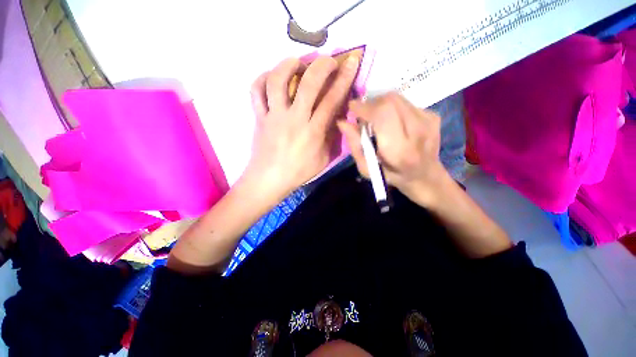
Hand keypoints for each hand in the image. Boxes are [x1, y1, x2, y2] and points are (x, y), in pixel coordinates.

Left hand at [244, 56, 359, 198]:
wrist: (269, 179)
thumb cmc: (299, 172)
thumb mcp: (323, 159)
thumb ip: (331, 137)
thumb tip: (337, 117)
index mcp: (313, 132)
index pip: (332, 100)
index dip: (344, 79)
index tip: (351, 62)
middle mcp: (294, 119)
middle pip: (308, 84)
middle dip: (322, 65)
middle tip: (328, 60)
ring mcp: (274, 116)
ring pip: (278, 81)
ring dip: (288, 65)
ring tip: (297, 61)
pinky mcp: (259, 117)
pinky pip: (256, 92)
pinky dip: (262, 79)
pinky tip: (271, 76)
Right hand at [337, 93, 447, 207]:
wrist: (425, 176)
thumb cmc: (391, 176)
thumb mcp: (367, 168)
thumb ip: (354, 145)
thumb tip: (342, 122)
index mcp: (399, 150)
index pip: (382, 114)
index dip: (364, 107)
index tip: (352, 108)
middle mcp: (418, 131)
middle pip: (390, 101)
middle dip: (371, 104)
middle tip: (363, 115)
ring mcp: (428, 120)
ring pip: (397, 98)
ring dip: (381, 105)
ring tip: (377, 120)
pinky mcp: (433, 114)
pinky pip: (405, 102)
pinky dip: (393, 108)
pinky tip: (393, 122)